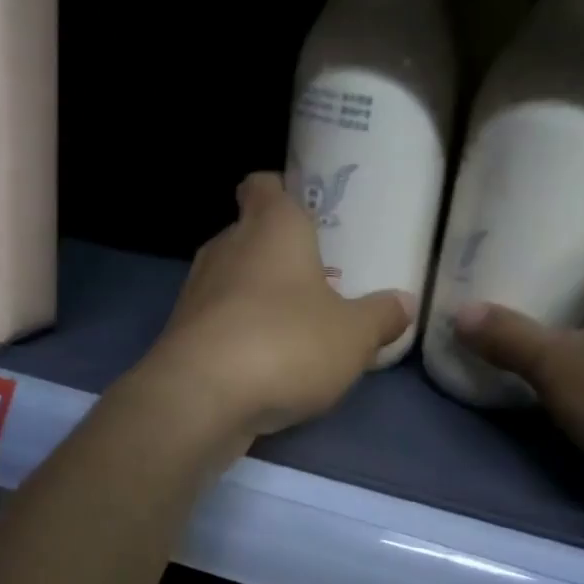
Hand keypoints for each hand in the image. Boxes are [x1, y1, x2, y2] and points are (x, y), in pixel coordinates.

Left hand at [145, 173, 413, 438]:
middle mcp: (227, 246)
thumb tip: (404, 303)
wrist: (202, 398)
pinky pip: (217, 321)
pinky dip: (238, 332)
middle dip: (278, 253)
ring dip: (258, 296)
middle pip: (250, 234)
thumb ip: (381, 316)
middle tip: (316, 279)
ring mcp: (196, 290)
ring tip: (294, 325)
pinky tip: (264, 363)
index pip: (264, 184)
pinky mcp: (180, 333)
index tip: (305, 212)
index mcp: (271, 227)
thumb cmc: (287, 343)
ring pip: (232, 280)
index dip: (282, 191)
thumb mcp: (354, 335)